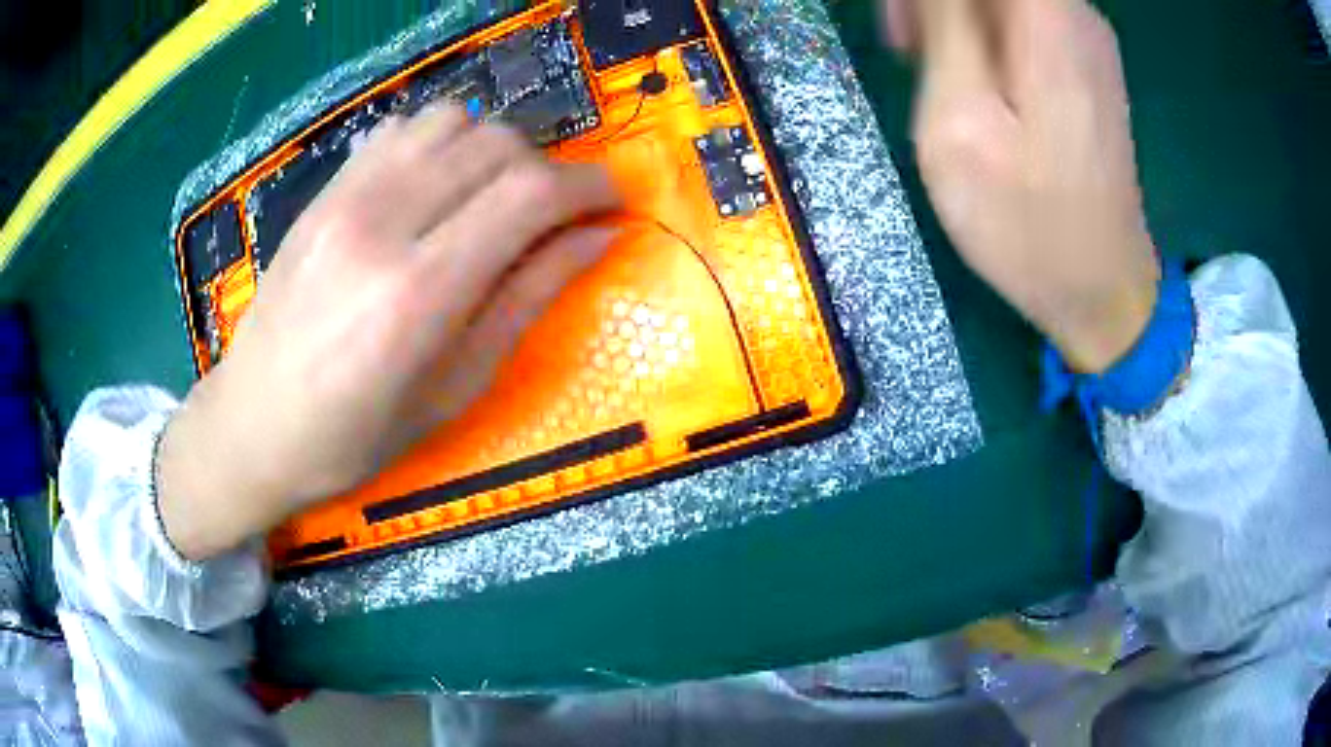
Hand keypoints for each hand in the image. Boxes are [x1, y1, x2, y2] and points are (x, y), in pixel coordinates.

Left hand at [158, 106, 620, 559]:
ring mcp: (344, 197)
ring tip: (491, 198)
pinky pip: (401, 129)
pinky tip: (435, 186)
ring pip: (451, 121)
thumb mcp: (453, 391)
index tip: (613, 201)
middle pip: (497, 144)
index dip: (589, 186)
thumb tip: (597, 239)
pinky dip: (439, 143)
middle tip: (552, 216)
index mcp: (418, 291)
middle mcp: (381, 222)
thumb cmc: (354, 438)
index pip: (529, 193)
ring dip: (492, 150)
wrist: (251, 425)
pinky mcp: (323, 190)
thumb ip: (527, 300)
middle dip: (547, 170)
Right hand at [882, 0, 1158, 372]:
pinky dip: (979, 28)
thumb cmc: (1026, 220)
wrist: (1102, 290)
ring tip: (926, 61)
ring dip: (950, 13)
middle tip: (905, 43)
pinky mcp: (1083, 59)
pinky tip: (966, 73)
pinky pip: (1018, 14)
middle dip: (932, 1)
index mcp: (1045, 15)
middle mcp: (1073, 9)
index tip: (906, 25)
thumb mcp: (960, 118)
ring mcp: (1083, 34)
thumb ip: (945, 23)